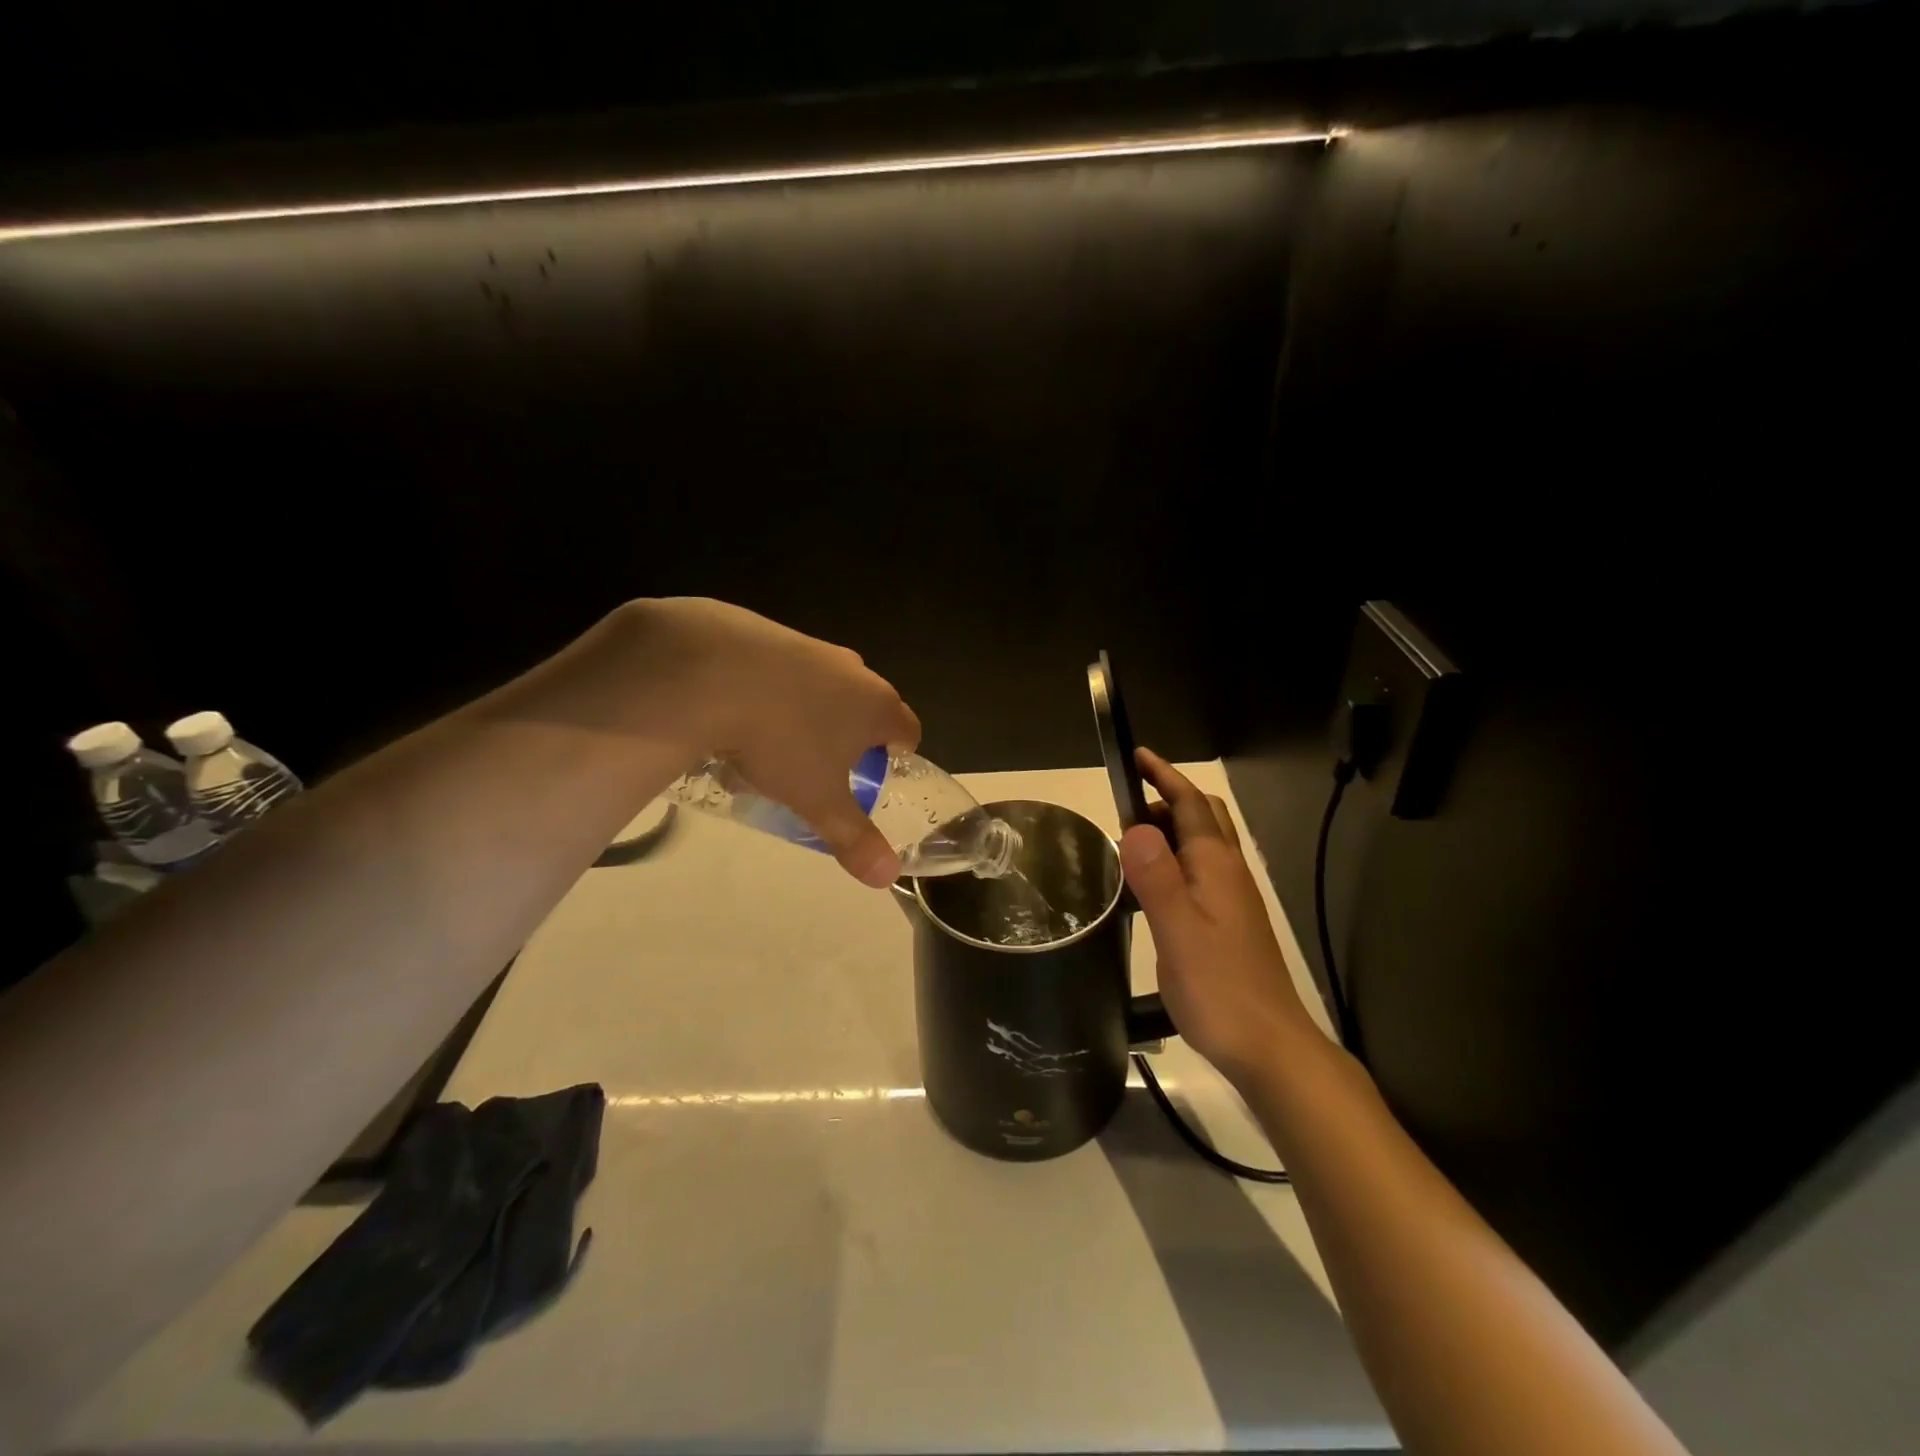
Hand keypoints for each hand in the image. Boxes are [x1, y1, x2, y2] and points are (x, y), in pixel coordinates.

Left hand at [625, 599, 921, 886]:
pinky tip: (741, 712)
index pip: (908, 730)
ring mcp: (812, 647)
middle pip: (867, 706)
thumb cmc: (782, 740)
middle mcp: (854, 670)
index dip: (897, 756)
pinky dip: (774, 690)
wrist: (712, 670)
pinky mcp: (770, 632)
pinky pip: (785, 669)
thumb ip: (854, 838)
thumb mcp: (818, 800)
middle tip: (823, 768)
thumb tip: (887, 878)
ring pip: (825, 686)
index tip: (874, 776)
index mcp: (877, 706)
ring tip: (775, 745)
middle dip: (851, 736)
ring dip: (812, 712)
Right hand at [1121, 748, 1316, 1084]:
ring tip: (1129, 845)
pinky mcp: (1229, 923)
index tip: (1136, 755)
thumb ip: (1156, 876)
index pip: (1190, 804)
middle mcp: (1229, 873)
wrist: (1268, 1046)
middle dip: (1167, 799)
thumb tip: (1134, 825)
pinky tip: (1150, 889)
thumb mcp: (1178, 930)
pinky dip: (1172, 863)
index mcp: (1216, 866)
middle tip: (1126, 808)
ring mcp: (1232, 899)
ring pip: (1201, 846)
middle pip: (1202, 818)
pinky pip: (1198, 873)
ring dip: (1168, 831)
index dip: (1164, 776)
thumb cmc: (1220, 987)